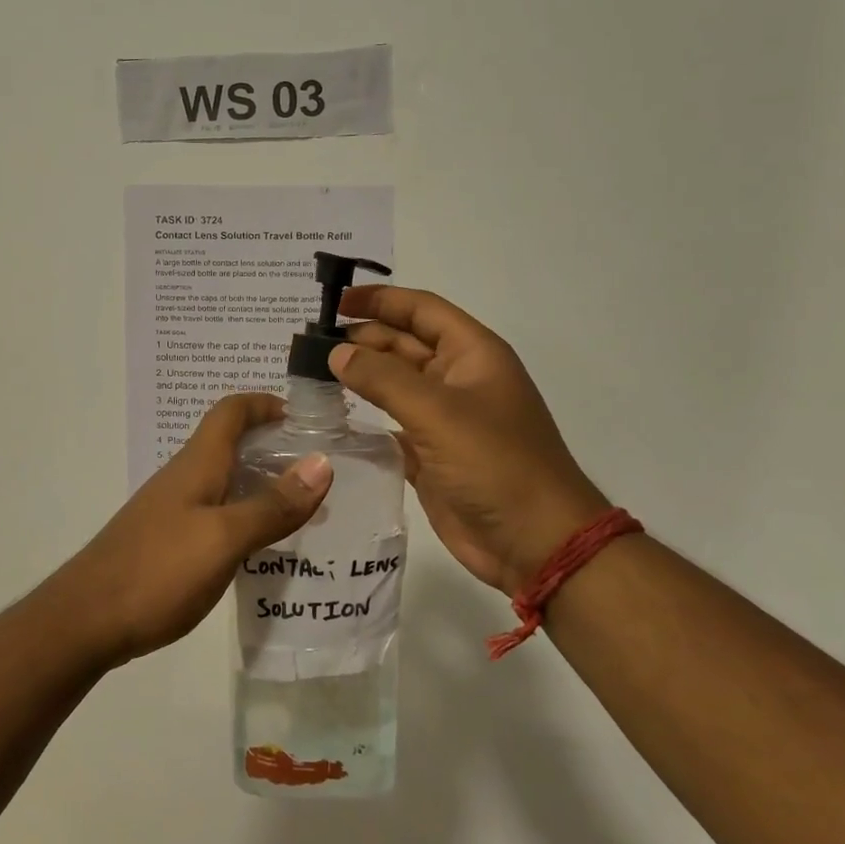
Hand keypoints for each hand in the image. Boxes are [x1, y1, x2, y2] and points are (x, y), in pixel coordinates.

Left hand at [56, 394, 332, 665]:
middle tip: (318, 473)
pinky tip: (261, 548)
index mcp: (197, 465)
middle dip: (274, 447)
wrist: (85, 621)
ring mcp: (171, 511)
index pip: (231, 411)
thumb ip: (272, 505)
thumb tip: (322, 463)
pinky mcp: (166, 543)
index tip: (306, 419)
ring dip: (262, 486)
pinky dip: (243, 518)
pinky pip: (214, 515)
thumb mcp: (224, 538)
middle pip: (230, 444)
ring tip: (302, 511)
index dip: (266, 404)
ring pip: (224, 482)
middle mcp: (183, 479)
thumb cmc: (157, 571)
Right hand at [330, 285, 607, 598]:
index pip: (421, 310)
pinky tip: (332, 416)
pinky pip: (391, 425)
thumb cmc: (495, 464)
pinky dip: (364, 419)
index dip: (379, 300)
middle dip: (362, 338)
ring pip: (394, 385)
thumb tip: (337, 352)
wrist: (535, 543)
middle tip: (309, 343)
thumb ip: (383, 378)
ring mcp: (444, 419)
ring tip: (311, 373)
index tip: (334, 302)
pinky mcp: (431, 455)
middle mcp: (458, 379)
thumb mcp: (438, 412)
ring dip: (360, 377)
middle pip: (403, 344)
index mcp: (472, 354)